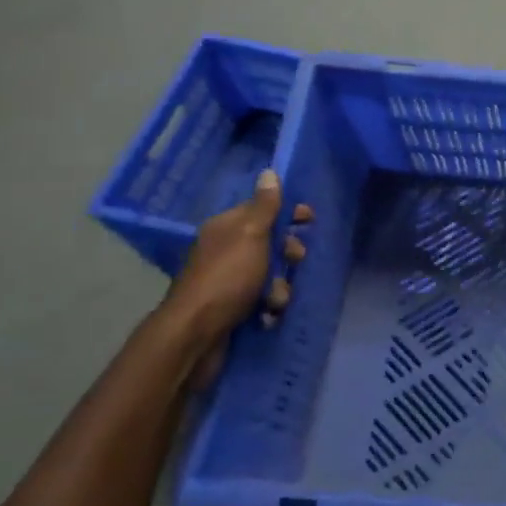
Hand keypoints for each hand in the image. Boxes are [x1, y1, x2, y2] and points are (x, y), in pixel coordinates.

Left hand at [160, 169, 312, 378]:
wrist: (195, 334)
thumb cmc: (228, 277)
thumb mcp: (251, 235)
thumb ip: (264, 206)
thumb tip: (269, 172)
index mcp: (227, 228)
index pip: (262, 209)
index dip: (288, 211)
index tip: (310, 219)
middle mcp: (225, 250)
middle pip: (269, 243)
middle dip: (288, 253)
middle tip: (297, 260)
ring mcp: (227, 281)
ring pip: (269, 275)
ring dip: (280, 287)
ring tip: (276, 300)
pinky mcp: (231, 308)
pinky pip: (261, 301)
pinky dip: (268, 308)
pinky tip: (267, 317)